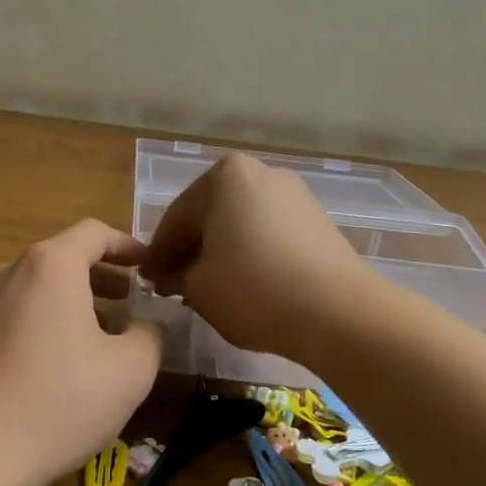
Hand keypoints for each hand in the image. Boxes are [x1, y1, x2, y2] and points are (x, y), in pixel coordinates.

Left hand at [0, 220, 162, 485]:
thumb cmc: (59, 401)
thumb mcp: (130, 371)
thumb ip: (150, 335)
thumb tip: (146, 324)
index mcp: (50, 266)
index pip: (93, 233)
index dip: (127, 245)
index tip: (148, 264)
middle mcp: (8, 272)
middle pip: (61, 259)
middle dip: (100, 277)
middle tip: (128, 301)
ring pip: (33, 290)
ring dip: (68, 304)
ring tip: (94, 339)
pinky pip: (9, 317)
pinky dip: (38, 325)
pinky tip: (51, 368)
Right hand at [139, 152, 368, 363]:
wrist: (339, 313)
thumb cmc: (254, 290)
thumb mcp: (197, 287)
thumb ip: (174, 275)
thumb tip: (170, 275)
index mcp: (225, 176)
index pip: (176, 219)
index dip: (157, 254)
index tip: (146, 280)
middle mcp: (261, 173)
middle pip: (210, 215)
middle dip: (190, 250)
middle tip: (172, 285)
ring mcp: (295, 194)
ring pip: (240, 224)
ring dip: (220, 252)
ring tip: (207, 288)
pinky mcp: (318, 221)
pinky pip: (269, 234)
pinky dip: (250, 254)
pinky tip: (244, 284)